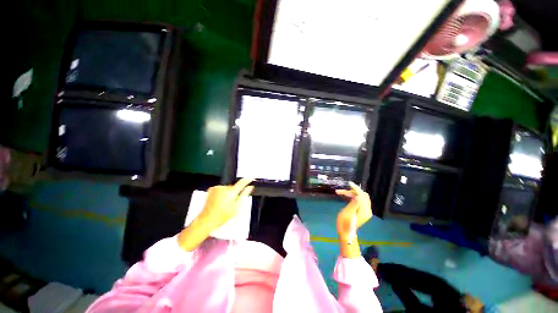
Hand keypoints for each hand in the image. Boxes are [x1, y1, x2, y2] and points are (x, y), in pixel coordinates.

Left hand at [178, 179, 253, 250]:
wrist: (207, 219)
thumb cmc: (222, 216)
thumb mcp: (237, 207)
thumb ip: (244, 195)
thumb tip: (250, 188)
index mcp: (231, 192)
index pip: (242, 183)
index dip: (247, 180)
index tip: (251, 178)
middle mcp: (223, 188)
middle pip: (233, 187)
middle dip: (235, 192)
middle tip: (232, 202)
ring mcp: (216, 188)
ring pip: (227, 188)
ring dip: (227, 193)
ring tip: (224, 203)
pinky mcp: (211, 189)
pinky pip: (220, 189)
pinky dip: (221, 193)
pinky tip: (219, 201)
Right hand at [335, 182, 371, 241]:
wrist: (346, 233)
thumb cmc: (344, 224)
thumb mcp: (347, 214)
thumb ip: (354, 204)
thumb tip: (357, 196)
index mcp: (365, 210)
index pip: (362, 195)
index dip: (356, 188)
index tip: (348, 183)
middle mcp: (367, 210)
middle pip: (362, 195)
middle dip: (352, 190)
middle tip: (342, 190)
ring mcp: (365, 210)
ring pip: (360, 197)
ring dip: (351, 193)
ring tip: (341, 193)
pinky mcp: (362, 211)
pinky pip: (359, 200)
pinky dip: (352, 196)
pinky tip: (345, 196)